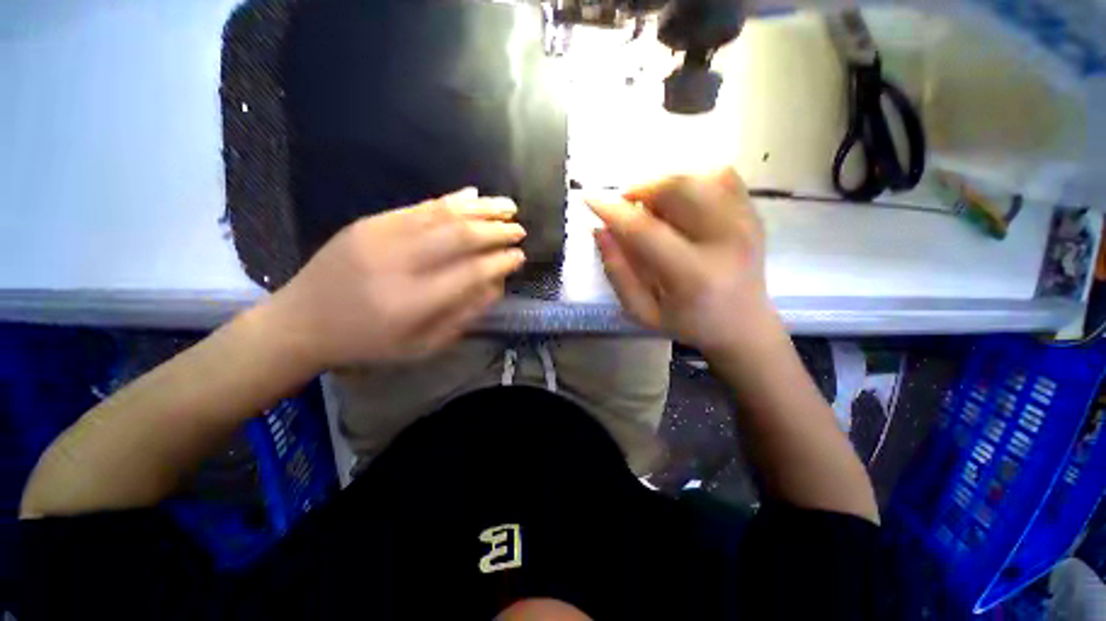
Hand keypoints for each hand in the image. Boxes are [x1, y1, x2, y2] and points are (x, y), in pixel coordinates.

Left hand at [268, 188, 525, 366]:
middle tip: (519, 230)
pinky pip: (420, 205)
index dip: (501, 262)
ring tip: (508, 206)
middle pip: (461, 237)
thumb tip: (496, 284)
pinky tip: (473, 196)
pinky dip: (452, 200)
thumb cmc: (368, 343)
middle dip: (497, 231)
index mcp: (413, 303)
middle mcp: (399, 264)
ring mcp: (381, 237)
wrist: (302, 322)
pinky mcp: (370, 222)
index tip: (519, 257)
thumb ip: (463, 316)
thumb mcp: (422, 346)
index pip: (471, 273)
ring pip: (443, 214)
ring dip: (481, 208)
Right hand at [588, 169, 777, 353]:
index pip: (645, 230)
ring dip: (664, 186)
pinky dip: (693, 181)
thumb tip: (600, 230)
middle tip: (628, 208)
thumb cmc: (688, 324)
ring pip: (697, 176)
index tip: (589, 199)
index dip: (613, 211)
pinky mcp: (753, 213)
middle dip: (641, 190)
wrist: (743, 325)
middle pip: (677, 188)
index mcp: (694, 275)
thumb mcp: (642, 311)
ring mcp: (746, 222)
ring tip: (655, 209)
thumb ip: (618, 272)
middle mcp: (726, 240)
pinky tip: (682, 204)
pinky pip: (722, 175)